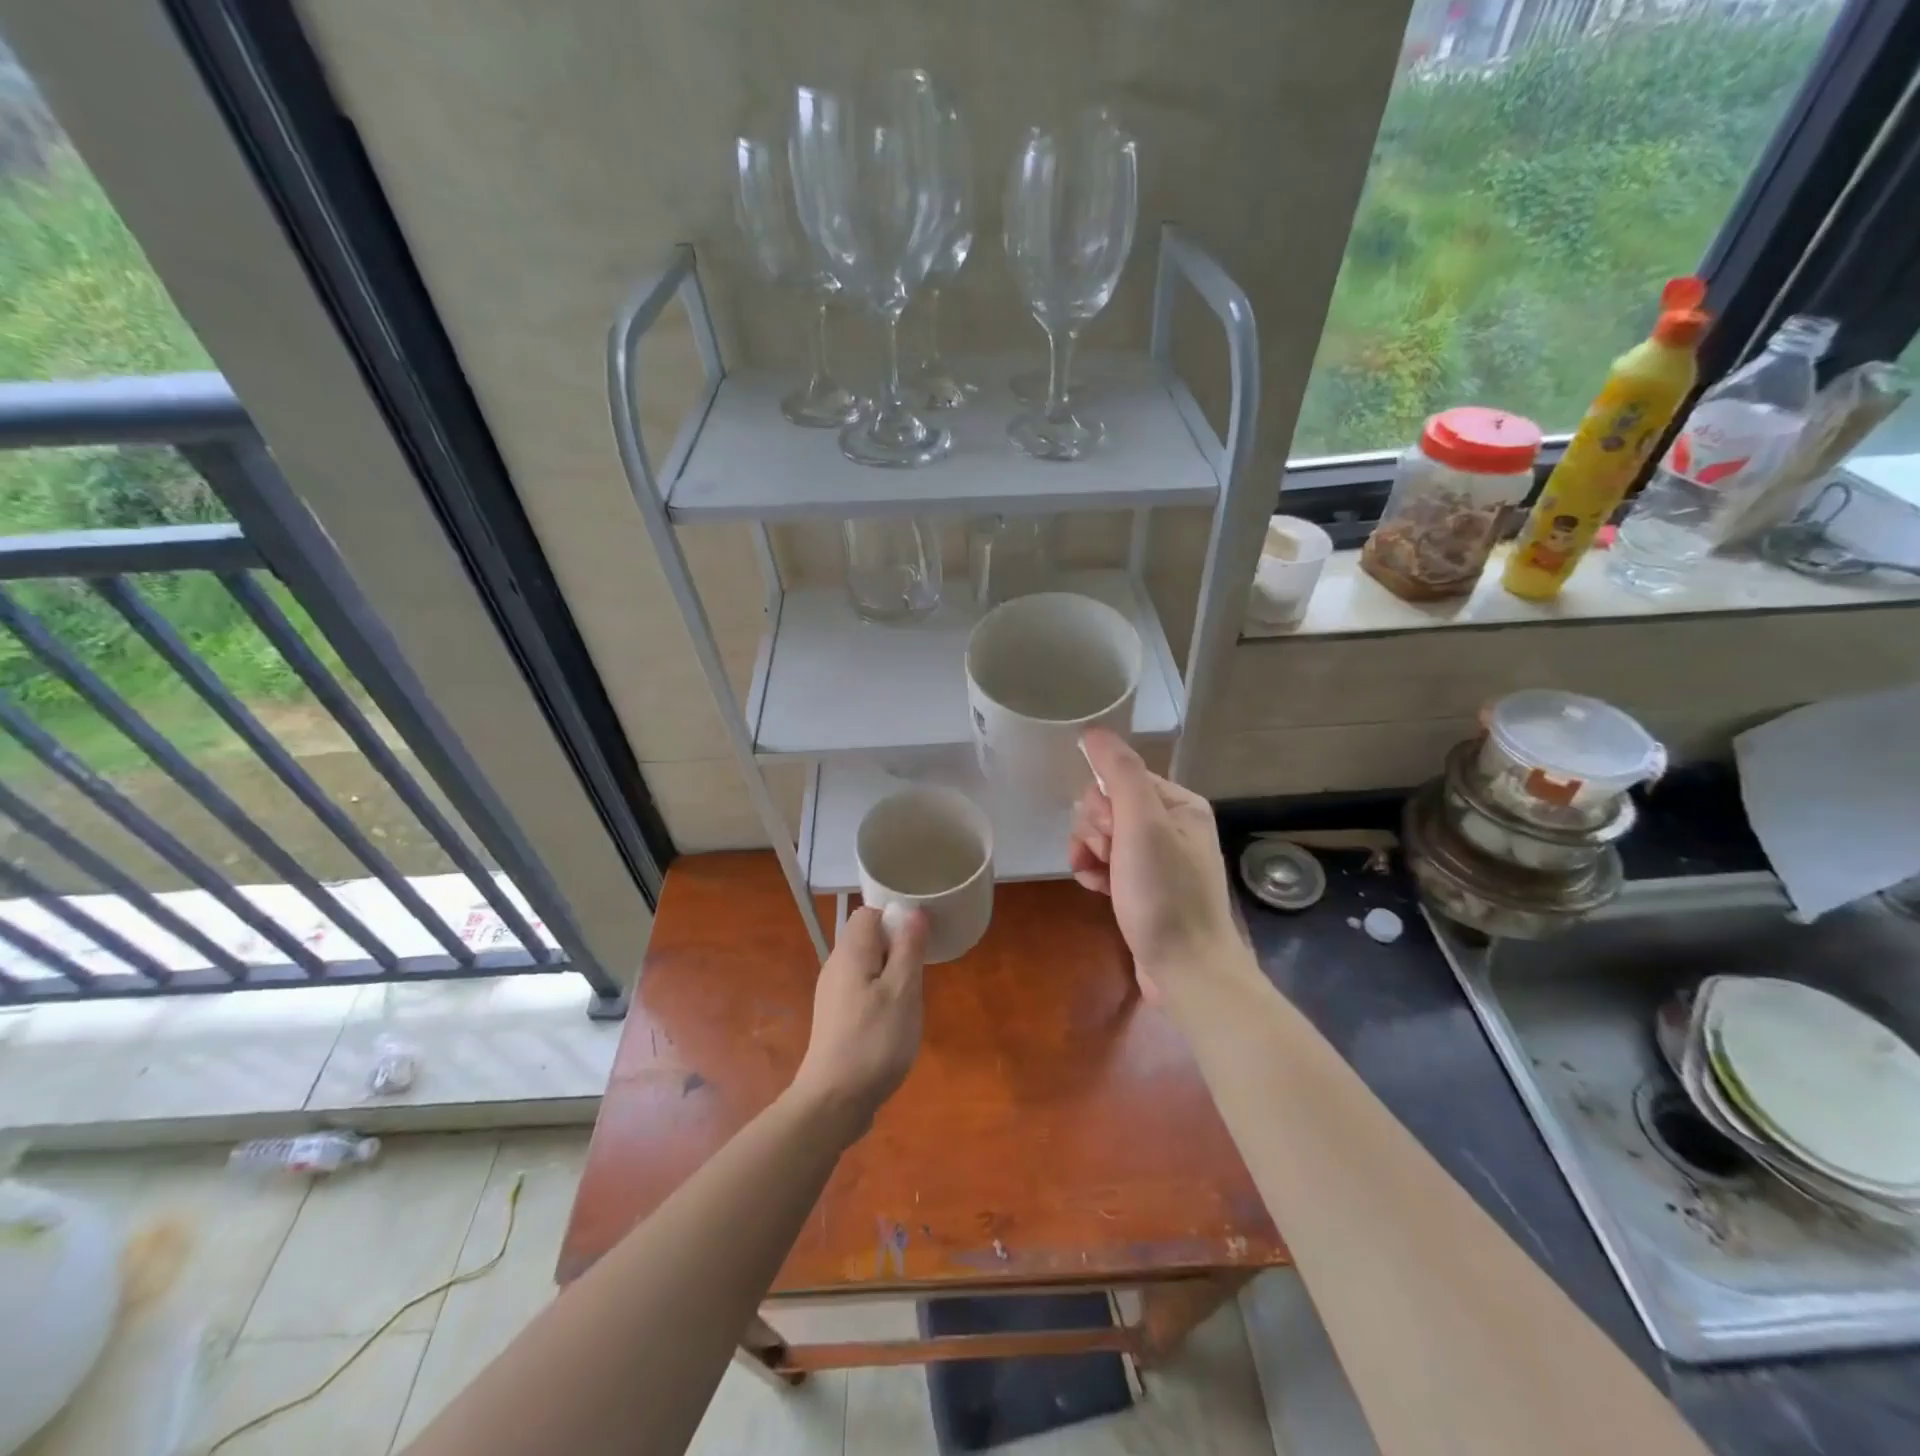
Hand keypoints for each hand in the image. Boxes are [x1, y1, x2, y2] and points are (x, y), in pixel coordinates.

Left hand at [791, 906, 926, 1139]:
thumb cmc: (874, 1041)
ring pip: (867, 966)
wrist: (833, 1102)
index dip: (896, 918)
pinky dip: (881, 995)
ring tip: (911, 998)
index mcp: (850, 952)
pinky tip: (894, 1021)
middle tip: (919, 973)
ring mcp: (832, 994)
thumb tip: (913, 911)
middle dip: (897, 948)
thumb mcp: (903, 991)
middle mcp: (836, 966)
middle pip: (868, 938)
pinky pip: (862, 990)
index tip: (920, 940)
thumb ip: (908, 948)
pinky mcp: (836, 1018)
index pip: (869, 913)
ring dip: (892, 974)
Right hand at [1070, 729, 1238, 996]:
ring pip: (1104, 836)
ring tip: (1096, 878)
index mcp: (1179, 804)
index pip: (1120, 779)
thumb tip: (1093, 730)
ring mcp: (1160, 860)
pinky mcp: (1147, 888)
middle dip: (1095, 831)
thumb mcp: (1142, 826)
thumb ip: (1119, 773)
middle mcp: (1173, 826)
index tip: (1109, 834)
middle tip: (1108, 858)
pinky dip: (1096, 872)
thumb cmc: (1165, 896)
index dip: (1103, 805)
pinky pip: (1109, 864)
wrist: (1187, 973)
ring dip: (1090, 852)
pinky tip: (1095, 889)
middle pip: (1109, 807)